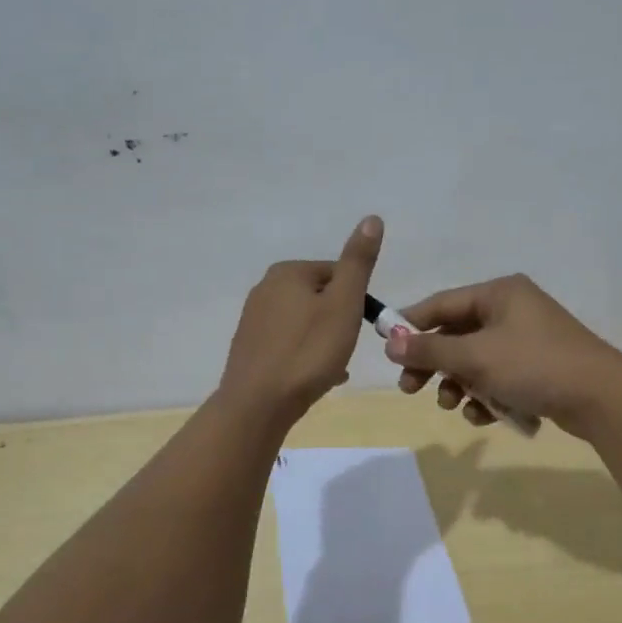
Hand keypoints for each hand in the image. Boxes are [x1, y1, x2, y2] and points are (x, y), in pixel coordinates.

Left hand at [218, 216, 382, 425]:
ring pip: (305, 322)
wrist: (258, 404)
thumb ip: (358, 262)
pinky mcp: (249, 347)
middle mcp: (265, 288)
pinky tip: (316, 378)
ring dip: (325, 339)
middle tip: (347, 348)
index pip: (337, 273)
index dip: (356, 300)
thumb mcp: (344, 303)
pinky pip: (289, 343)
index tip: (361, 327)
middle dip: (339, 320)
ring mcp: (253, 319)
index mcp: (288, 272)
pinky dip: (306, 354)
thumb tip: (372, 218)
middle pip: (320, 297)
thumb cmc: (308, 351)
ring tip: (334, 366)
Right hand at [384, 274, 621, 437]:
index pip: (442, 303)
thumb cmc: (534, 365)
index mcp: (499, 293)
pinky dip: (486, 395)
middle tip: (410, 389)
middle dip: (434, 364)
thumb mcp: (475, 357)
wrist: (602, 398)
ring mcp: (527, 339)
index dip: (411, 326)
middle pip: (457, 334)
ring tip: (454, 406)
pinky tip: (483, 416)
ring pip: (476, 360)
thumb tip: (390, 343)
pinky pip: (498, 377)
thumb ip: (431, 350)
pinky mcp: (538, 367)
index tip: (387, 350)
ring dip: (459, 384)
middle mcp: (512, 309)